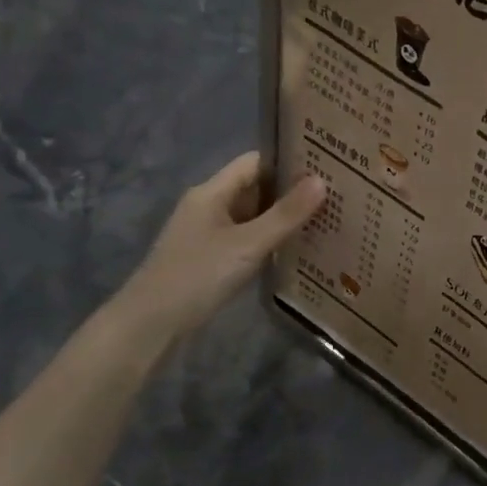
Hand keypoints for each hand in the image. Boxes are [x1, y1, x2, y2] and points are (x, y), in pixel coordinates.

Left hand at [107, 153, 324, 345]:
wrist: (150, 324)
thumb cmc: (197, 275)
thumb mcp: (247, 244)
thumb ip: (285, 215)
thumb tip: (322, 181)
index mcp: (212, 192)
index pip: (255, 162)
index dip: (288, 161)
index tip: (325, 166)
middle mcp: (209, 206)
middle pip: (255, 188)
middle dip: (291, 191)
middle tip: (336, 194)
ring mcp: (208, 233)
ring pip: (253, 216)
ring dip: (283, 217)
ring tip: (326, 219)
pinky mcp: (211, 258)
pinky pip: (247, 239)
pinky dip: (270, 239)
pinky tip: (296, 249)